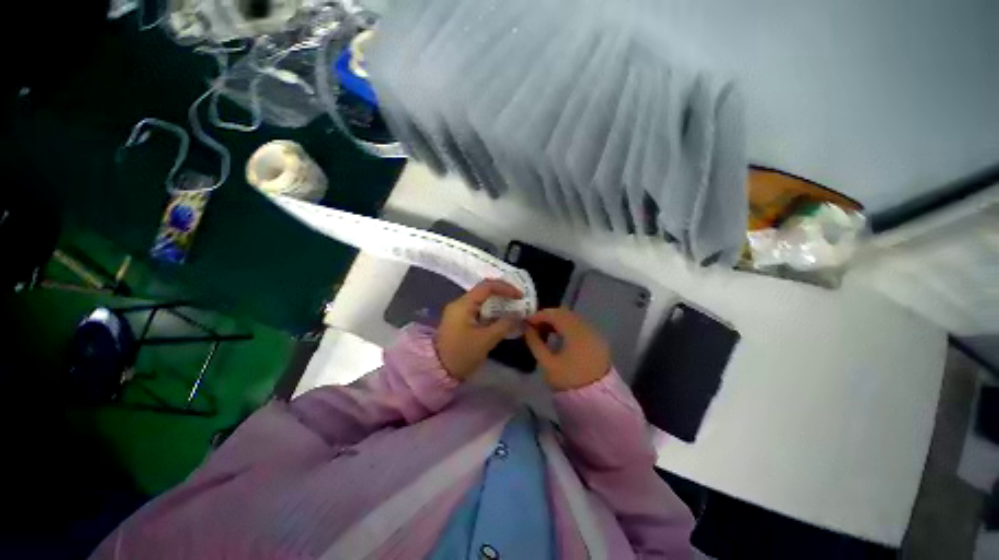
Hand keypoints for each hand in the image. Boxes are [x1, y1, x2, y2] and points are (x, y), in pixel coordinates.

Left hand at [435, 279, 522, 380]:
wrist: (439, 371)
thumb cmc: (462, 354)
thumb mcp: (486, 340)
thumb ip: (504, 324)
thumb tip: (518, 315)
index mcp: (463, 304)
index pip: (487, 286)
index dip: (505, 288)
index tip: (519, 296)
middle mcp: (459, 303)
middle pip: (484, 290)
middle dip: (502, 293)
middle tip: (518, 300)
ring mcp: (458, 311)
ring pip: (481, 300)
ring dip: (497, 302)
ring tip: (513, 308)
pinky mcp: (460, 320)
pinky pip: (478, 309)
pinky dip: (491, 311)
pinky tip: (501, 317)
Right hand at [525, 308, 610, 391]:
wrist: (596, 401)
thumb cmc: (569, 381)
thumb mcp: (547, 364)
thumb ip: (535, 343)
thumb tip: (527, 329)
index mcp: (575, 332)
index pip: (554, 314)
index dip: (538, 315)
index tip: (526, 321)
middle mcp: (587, 327)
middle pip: (564, 313)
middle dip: (547, 317)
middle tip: (534, 326)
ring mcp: (595, 333)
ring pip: (573, 318)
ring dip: (557, 321)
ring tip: (544, 331)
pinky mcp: (598, 340)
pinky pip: (580, 325)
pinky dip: (567, 326)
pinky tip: (559, 336)